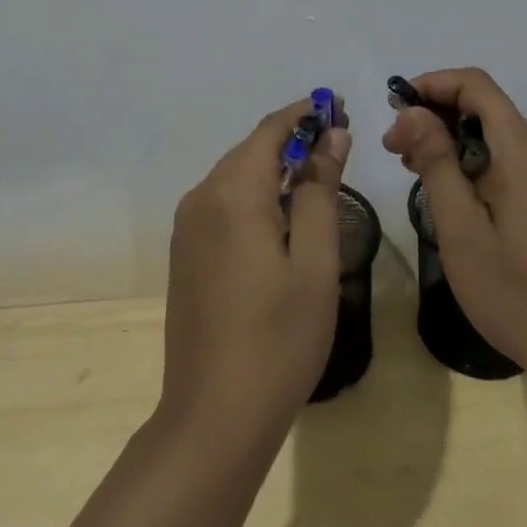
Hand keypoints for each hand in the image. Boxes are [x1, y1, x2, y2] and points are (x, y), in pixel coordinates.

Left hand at [160, 99, 352, 440]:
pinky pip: (223, 201)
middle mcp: (202, 197)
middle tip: (338, 141)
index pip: (271, 130)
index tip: (341, 109)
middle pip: (251, 149)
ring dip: (275, 166)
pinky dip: (255, 192)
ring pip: (236, 174)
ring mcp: (188, 226)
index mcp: (232, 193)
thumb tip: (331, 136)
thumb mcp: (314, 262)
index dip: (306, 114)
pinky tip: (281, 214)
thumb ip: (319, 191)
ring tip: (318, 174)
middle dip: (294, 139)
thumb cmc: (278, 339)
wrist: (213, 417)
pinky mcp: (186, 251)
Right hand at [383, 68, 526, 389]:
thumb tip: (412, 112)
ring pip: (494, 135)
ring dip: (450, 141)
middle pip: (483, 106)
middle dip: (434, 115)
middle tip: (394, 150)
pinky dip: (472, 162)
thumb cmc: (520, 291)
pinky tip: (451, 195)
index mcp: (522, 148)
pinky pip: (507, 160)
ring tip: (413, 172)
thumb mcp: (462, 228)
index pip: (474, 84)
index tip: (394, 107)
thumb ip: (436, 162)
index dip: (431, 84)